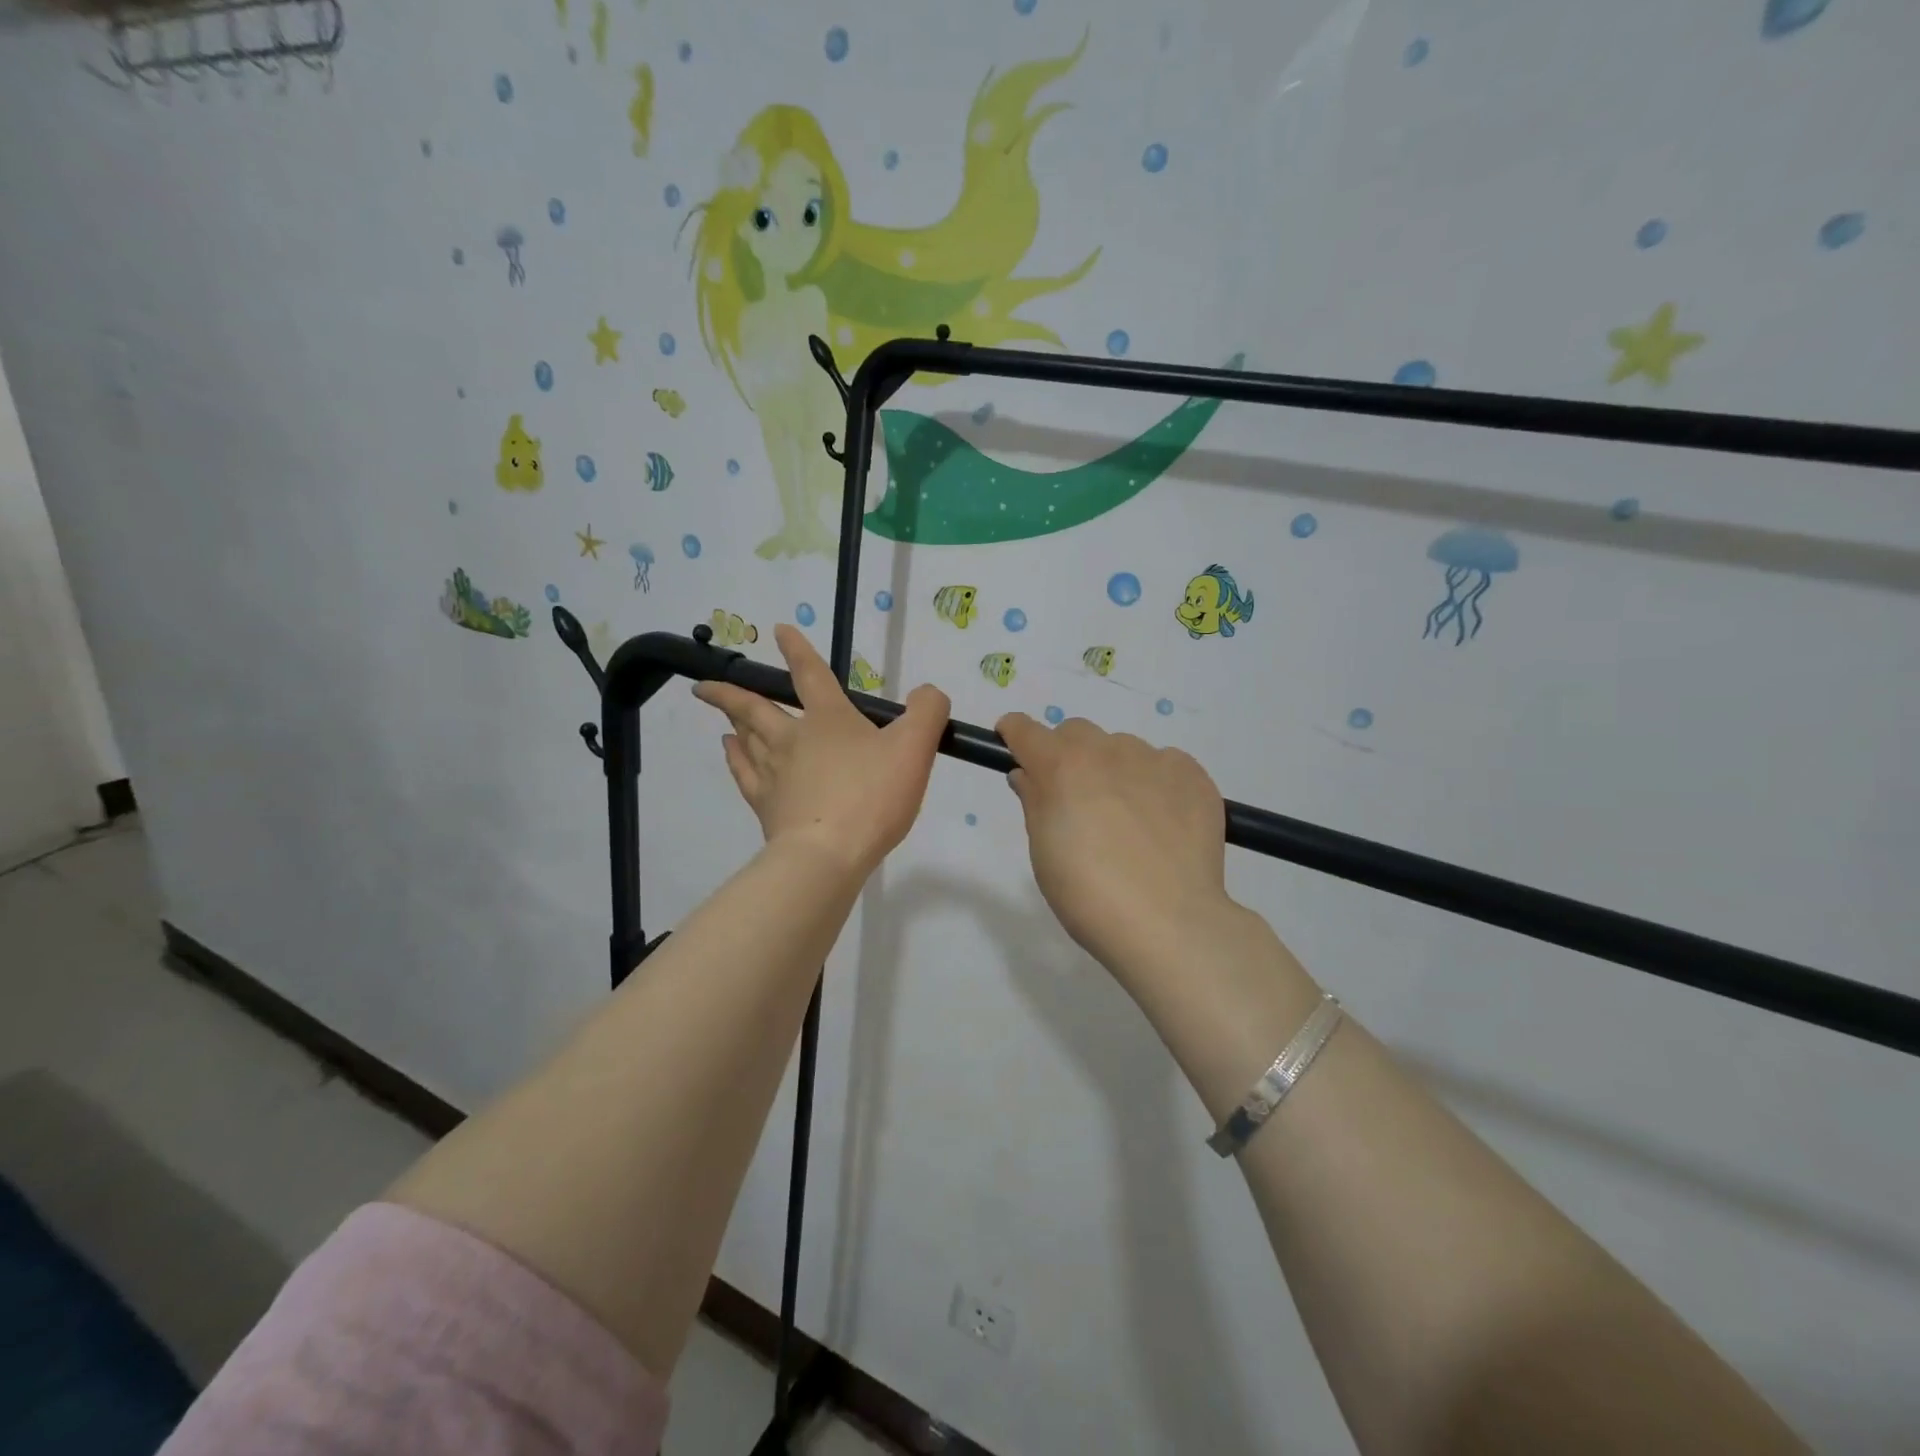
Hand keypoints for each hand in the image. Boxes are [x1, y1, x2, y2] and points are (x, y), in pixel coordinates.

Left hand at [696, 626, 949, 876]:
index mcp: (829, 719)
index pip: (810, 674)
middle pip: (755, 708)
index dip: (797, 650)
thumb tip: (926, 693)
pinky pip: (743, 772)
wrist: (828, 854)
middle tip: (704, 684)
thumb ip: (926, 712)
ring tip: (723, 713)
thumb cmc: (872, 797)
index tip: (779, 631)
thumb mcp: (915, 748)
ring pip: (745, 738)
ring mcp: (773, 773)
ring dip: (732, 722)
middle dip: (730, 692)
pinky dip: (734, 757)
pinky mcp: (765, 806)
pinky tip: (729, 751)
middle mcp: (792, 738)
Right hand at [997, 713, 1233, 981]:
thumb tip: (1029, 775)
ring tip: (1127, 820)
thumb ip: (1034, 802)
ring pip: (1123, 749)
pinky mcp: (1194, 776)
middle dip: (1067, 755)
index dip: (1015, 735)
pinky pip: (1165, 765)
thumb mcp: (1044, 852)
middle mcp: (1106, 751)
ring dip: (1114, 770)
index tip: (1014, 747)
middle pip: (1076, 733)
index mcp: (1061, 766)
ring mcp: (1155, 760)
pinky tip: (1162, 823)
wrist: (1168, 923)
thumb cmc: (1088, 894)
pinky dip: (1156, 783)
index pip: (1025, 730)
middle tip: (1075, 799)